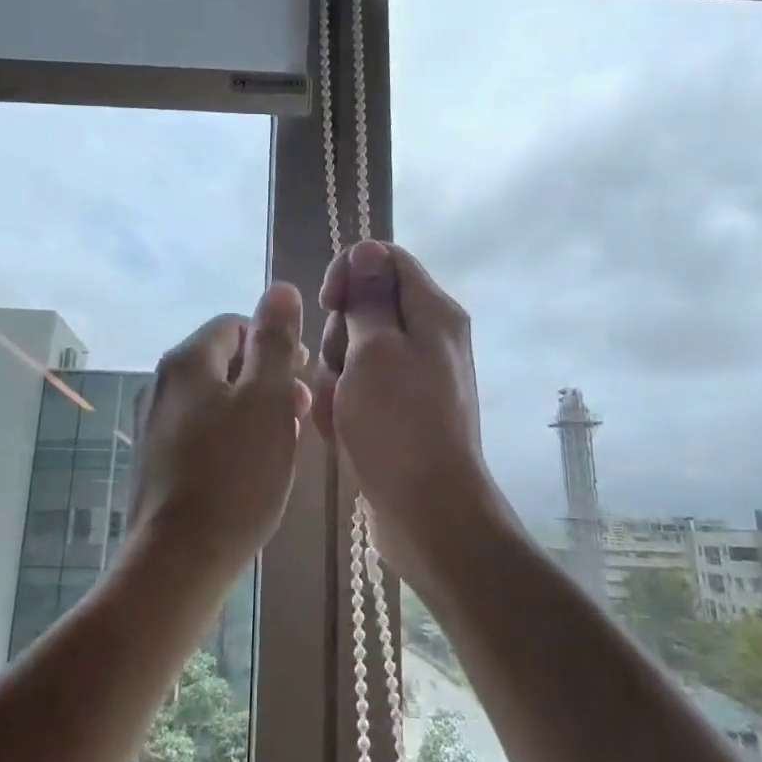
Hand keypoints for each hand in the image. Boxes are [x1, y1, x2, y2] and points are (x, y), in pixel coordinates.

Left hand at [128, 282, 312, 573]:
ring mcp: (153, 424)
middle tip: (299, 411)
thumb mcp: (267, 399)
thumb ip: (276, 341)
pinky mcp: (155, 460)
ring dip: (252, 408)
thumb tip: (280, 288)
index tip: (303, 374)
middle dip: (266, 377)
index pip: (235, 325)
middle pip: (223, 361)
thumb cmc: (235, 473)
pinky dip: (230, 435)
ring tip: (283, 441)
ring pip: (213, 398)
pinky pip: (200, 429)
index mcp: (187, 360)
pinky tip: (251, 466)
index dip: (274, 342)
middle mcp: (161, 384)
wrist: (179, 560)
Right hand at [313, 240, 504, 583]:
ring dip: (336, 377)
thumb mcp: (375, 350)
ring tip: (339, 412)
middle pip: (366, 307)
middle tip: (340, 371)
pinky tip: (341, 432)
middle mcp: (428, 337)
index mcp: (432, 312)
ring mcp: (414, 376)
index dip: (349, 272)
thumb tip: (368, 249)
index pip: (385, 258)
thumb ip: (369, 297)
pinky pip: (360, 388)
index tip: (329, 304)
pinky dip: (344, 405)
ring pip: (355, 351)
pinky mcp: (400, 409)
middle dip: (339, 336)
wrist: (427, 511)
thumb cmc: (398, 423)